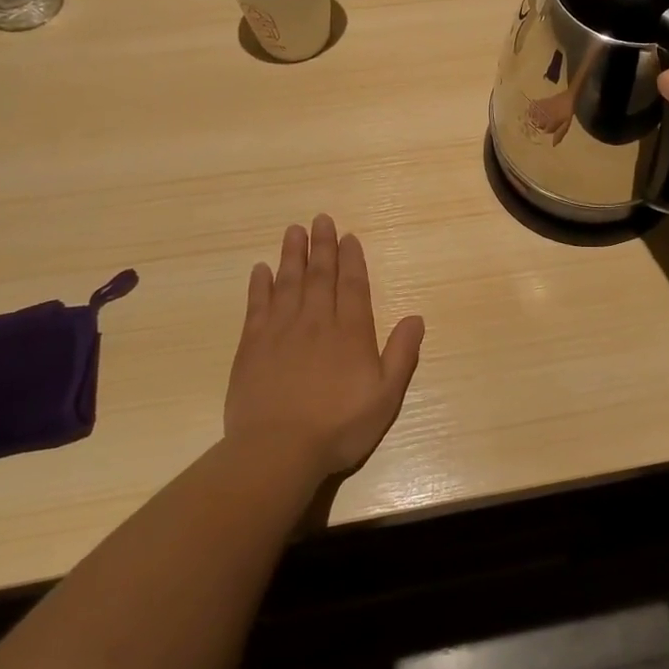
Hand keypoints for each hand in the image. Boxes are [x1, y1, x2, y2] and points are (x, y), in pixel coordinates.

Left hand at [224, 214, 425, 481]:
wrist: (277, 450)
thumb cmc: (338, 427)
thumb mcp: (386, 396)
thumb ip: (402, 354)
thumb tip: (416, 318)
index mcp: (350, 332)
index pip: (352, 285)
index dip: (352, 259)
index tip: (348, 237)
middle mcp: (316, 321)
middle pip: (320, 275)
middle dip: (322, 246)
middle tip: (320, 219)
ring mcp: (281, 331)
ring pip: (288, 282)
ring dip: (292, 255)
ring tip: (294, 231)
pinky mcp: (252, 345)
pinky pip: (257, 305)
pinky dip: (259, 285)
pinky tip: (260, 269)